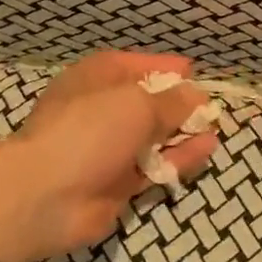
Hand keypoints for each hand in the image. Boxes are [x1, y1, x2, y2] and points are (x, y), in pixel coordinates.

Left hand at [0, 51, 219, 261]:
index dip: (164, 68)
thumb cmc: (89, 131)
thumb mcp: (137, 105)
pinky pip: (156, 165)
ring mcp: (109, 148)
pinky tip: (206, 149)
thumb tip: (195, 95)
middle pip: (146, 102)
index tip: (193, 72)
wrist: (47, 195)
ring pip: (153, 136)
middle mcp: (101, 109)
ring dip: (182, 132)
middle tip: (211, 106)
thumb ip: (171, 101)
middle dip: (178, 103)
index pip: (134, 65)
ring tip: (215, 128)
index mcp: (96, 78)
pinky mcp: (118, 182)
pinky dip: (180, 157)